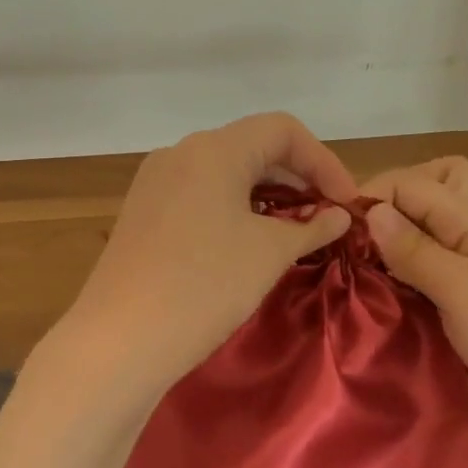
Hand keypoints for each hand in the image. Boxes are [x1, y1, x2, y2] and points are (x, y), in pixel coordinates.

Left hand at [65, 112, 358, 399]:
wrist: (121, 337)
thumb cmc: (206, 285)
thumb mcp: (269, 253)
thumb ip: (311, 227)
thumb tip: (338, 216)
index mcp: (214, 149)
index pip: (283, 130)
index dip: (323, 161)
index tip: (346, 204)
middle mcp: (180, 153)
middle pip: (252, 147)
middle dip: (296, 178)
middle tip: (326, 218)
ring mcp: (155, 181)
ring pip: (223, 172)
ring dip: (265, 194)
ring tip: (292, 232)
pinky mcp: (142, 212)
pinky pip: (198, 194)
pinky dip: (231, 208)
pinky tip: (246, 241)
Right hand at [363, 157, 467, 467]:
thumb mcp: (464, 290)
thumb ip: (416, 250)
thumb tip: (371, 210)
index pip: (414, 183)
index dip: (374, 195)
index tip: (337, 228)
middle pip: (431, 189)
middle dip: (391, 200)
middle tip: (358, 234)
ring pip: (425, 234)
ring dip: (392, 242)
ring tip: (355, 266)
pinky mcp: (460, 308)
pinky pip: (423, 277)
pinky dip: (398, 278)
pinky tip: (373, 296)